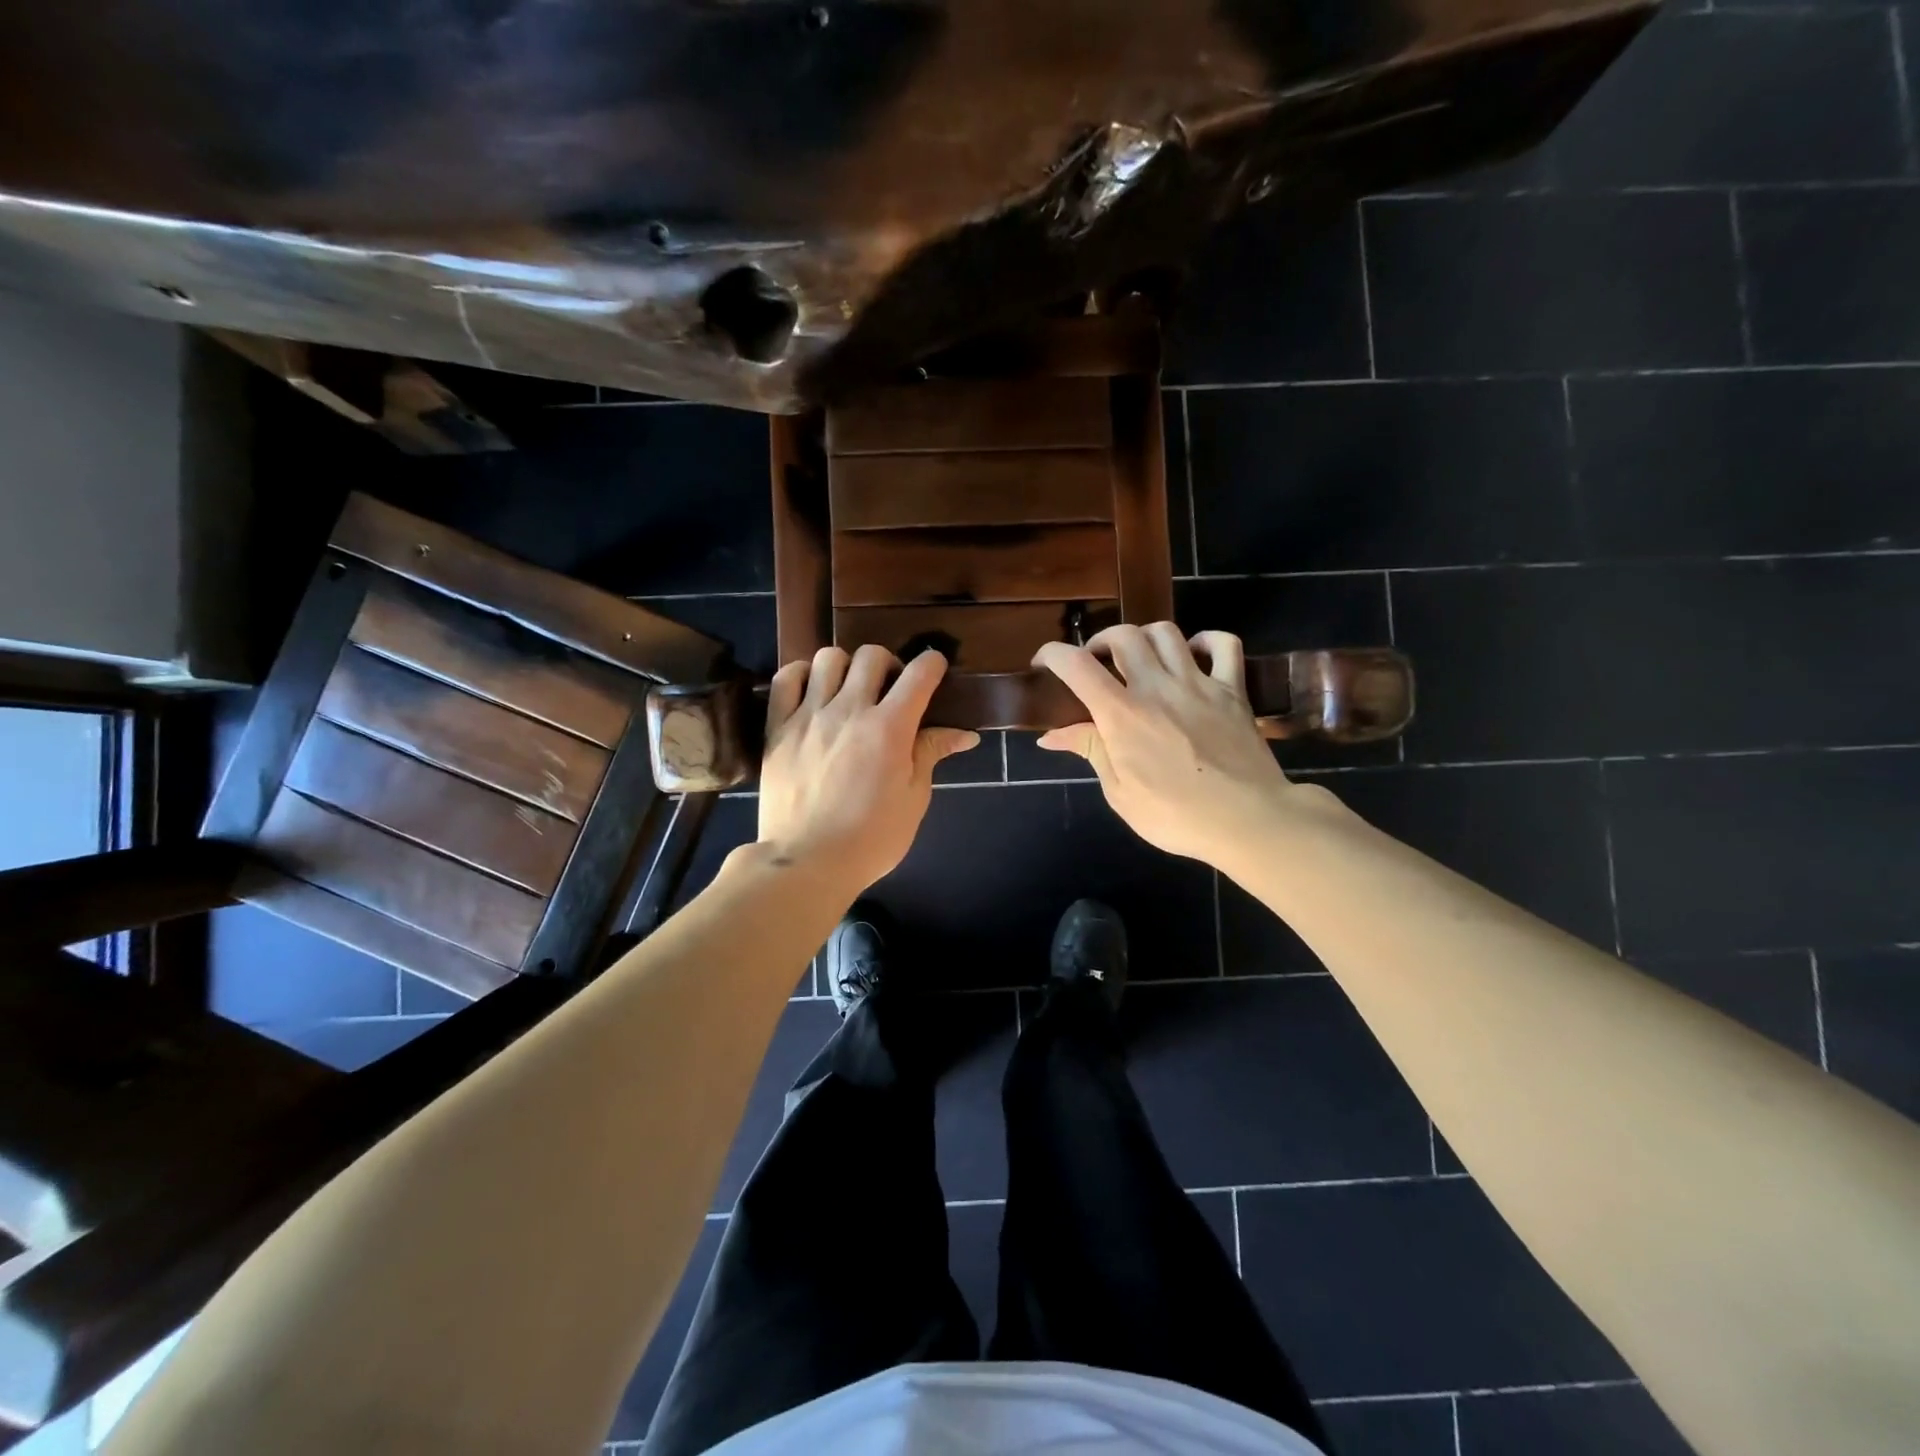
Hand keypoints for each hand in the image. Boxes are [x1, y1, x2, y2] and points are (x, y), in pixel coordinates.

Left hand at [757, 645, 978, 892]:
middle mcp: (850, 710)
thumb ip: (931, 754)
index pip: (919, 673)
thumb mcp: (913, 799)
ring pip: (829, 657)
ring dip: (847, 666)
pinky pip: (787, 678)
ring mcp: (810, 715)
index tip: (934, 669)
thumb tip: (965, 734)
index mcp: (890, 728)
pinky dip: (803, 674)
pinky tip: (813, 692)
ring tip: (849, 691)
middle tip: (889, 691)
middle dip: (890, 664)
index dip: (932, 663)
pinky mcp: (779, 727)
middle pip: (872, 655)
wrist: (807, 862)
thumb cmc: (871, 838)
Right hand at [1033, 624, 1337, 865]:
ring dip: (1143, 637)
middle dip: (1099, 642)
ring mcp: (1199, 683)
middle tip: (1096, 664)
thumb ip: (1090, 751)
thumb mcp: (1120, 792)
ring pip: (1166, 632)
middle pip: (1122, 635)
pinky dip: (1206, 640)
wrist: (1248, 821)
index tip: (1042, 664)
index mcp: (1122, 714)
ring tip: (1139, 658)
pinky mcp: (1233, 689)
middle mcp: (1157, 686)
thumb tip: (1050, 736)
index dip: (1052, 654)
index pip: (1076, 664)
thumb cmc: (1176, 816)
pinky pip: (1224, 644)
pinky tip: (1193, 655)